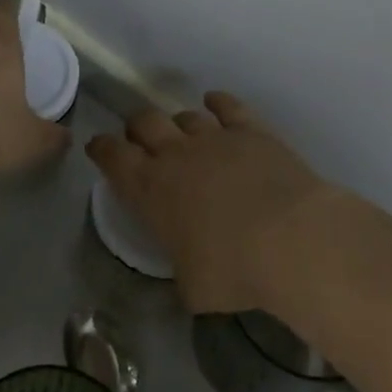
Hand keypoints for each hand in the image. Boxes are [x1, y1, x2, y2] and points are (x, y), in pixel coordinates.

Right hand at [86, 93, 343, 313]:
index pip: (111, 155)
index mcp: (149, 189)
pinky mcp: (250, 130)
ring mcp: (213, 137)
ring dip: (178, 123)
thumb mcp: (193, 288)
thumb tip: (189, 277)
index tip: (99, 148)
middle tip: (141, 141)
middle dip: (137, 128)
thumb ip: (183, 273)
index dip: (102, 148)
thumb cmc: (233, 270)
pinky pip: (226, 105)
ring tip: (184, 135)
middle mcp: (174, 154)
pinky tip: (215, 103)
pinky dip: (217, 102)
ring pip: (184, 115)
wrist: (292, 239)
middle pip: (143, 122)